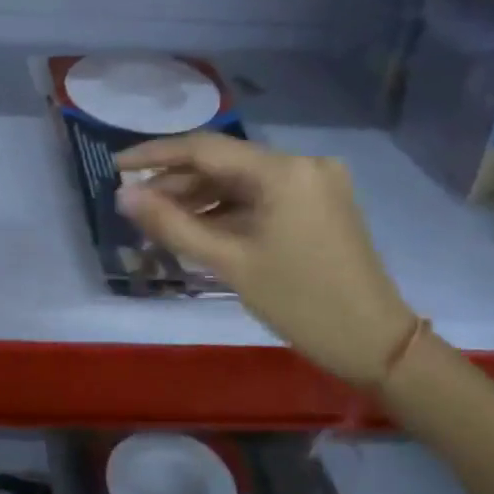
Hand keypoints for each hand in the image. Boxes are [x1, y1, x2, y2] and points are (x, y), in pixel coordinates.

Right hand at [115, 134, 416, 383]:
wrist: (377, 345)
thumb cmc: (301, 303)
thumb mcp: (230, 263)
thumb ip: (172, 224)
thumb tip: (123, 196)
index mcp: (284, 171)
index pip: (205, 148)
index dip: (155, 155)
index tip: (116, 166)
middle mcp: (302, 164)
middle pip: (224, 163)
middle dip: (177, 182)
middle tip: (135, 204)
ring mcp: (314, 183)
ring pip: (241, 181)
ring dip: (200, 198)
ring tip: (158, 220)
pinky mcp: (319, 203)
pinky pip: (260, 196)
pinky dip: (228, 210)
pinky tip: (198, 227)